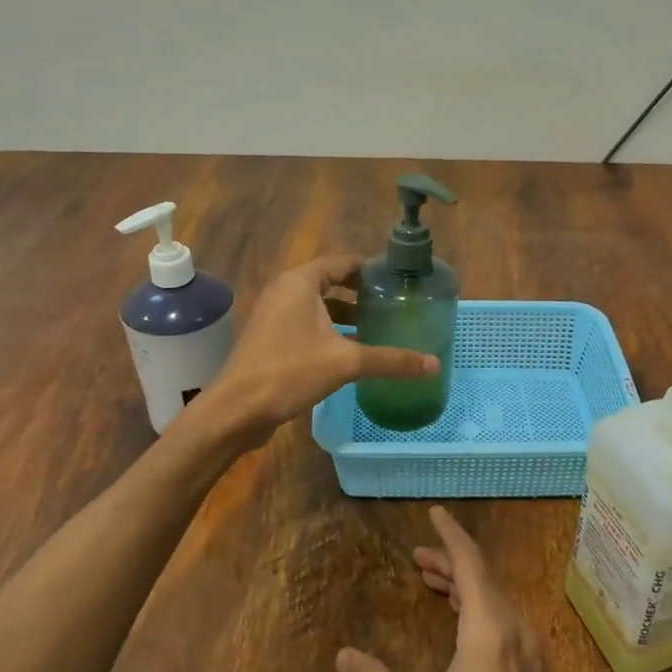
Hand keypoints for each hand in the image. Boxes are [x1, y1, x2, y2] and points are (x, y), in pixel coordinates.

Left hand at [201, 254, 436, 441]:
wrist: (236, 409)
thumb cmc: (290, 372)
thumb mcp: (346, 363)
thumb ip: (391, 360)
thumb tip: (434, 364)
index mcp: (301, 281)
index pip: (343, 262)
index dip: (371, 271)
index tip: (398, 283)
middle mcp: (285, 290)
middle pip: (330, 282)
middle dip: (361, 294)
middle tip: (392, 307)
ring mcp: (274, 314)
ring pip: (317, 306)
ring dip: (344, 314)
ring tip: (376, 328)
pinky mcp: (269, 337)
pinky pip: (305, 323)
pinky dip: (328, 330)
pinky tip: (349, 352)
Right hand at [336, 507, 563, 671]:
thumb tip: (343, 655)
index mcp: (491, 633)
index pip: (471, 565)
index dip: (451, 536)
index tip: (435, 513)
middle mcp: (519, 637)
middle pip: (485, 582)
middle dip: (451, 564)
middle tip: (418, 556)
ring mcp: (533, 665)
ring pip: (498, 607)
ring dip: (466, 590)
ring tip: (433, 583)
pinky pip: (507, 631)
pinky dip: (480, 615)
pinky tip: (460, 628)